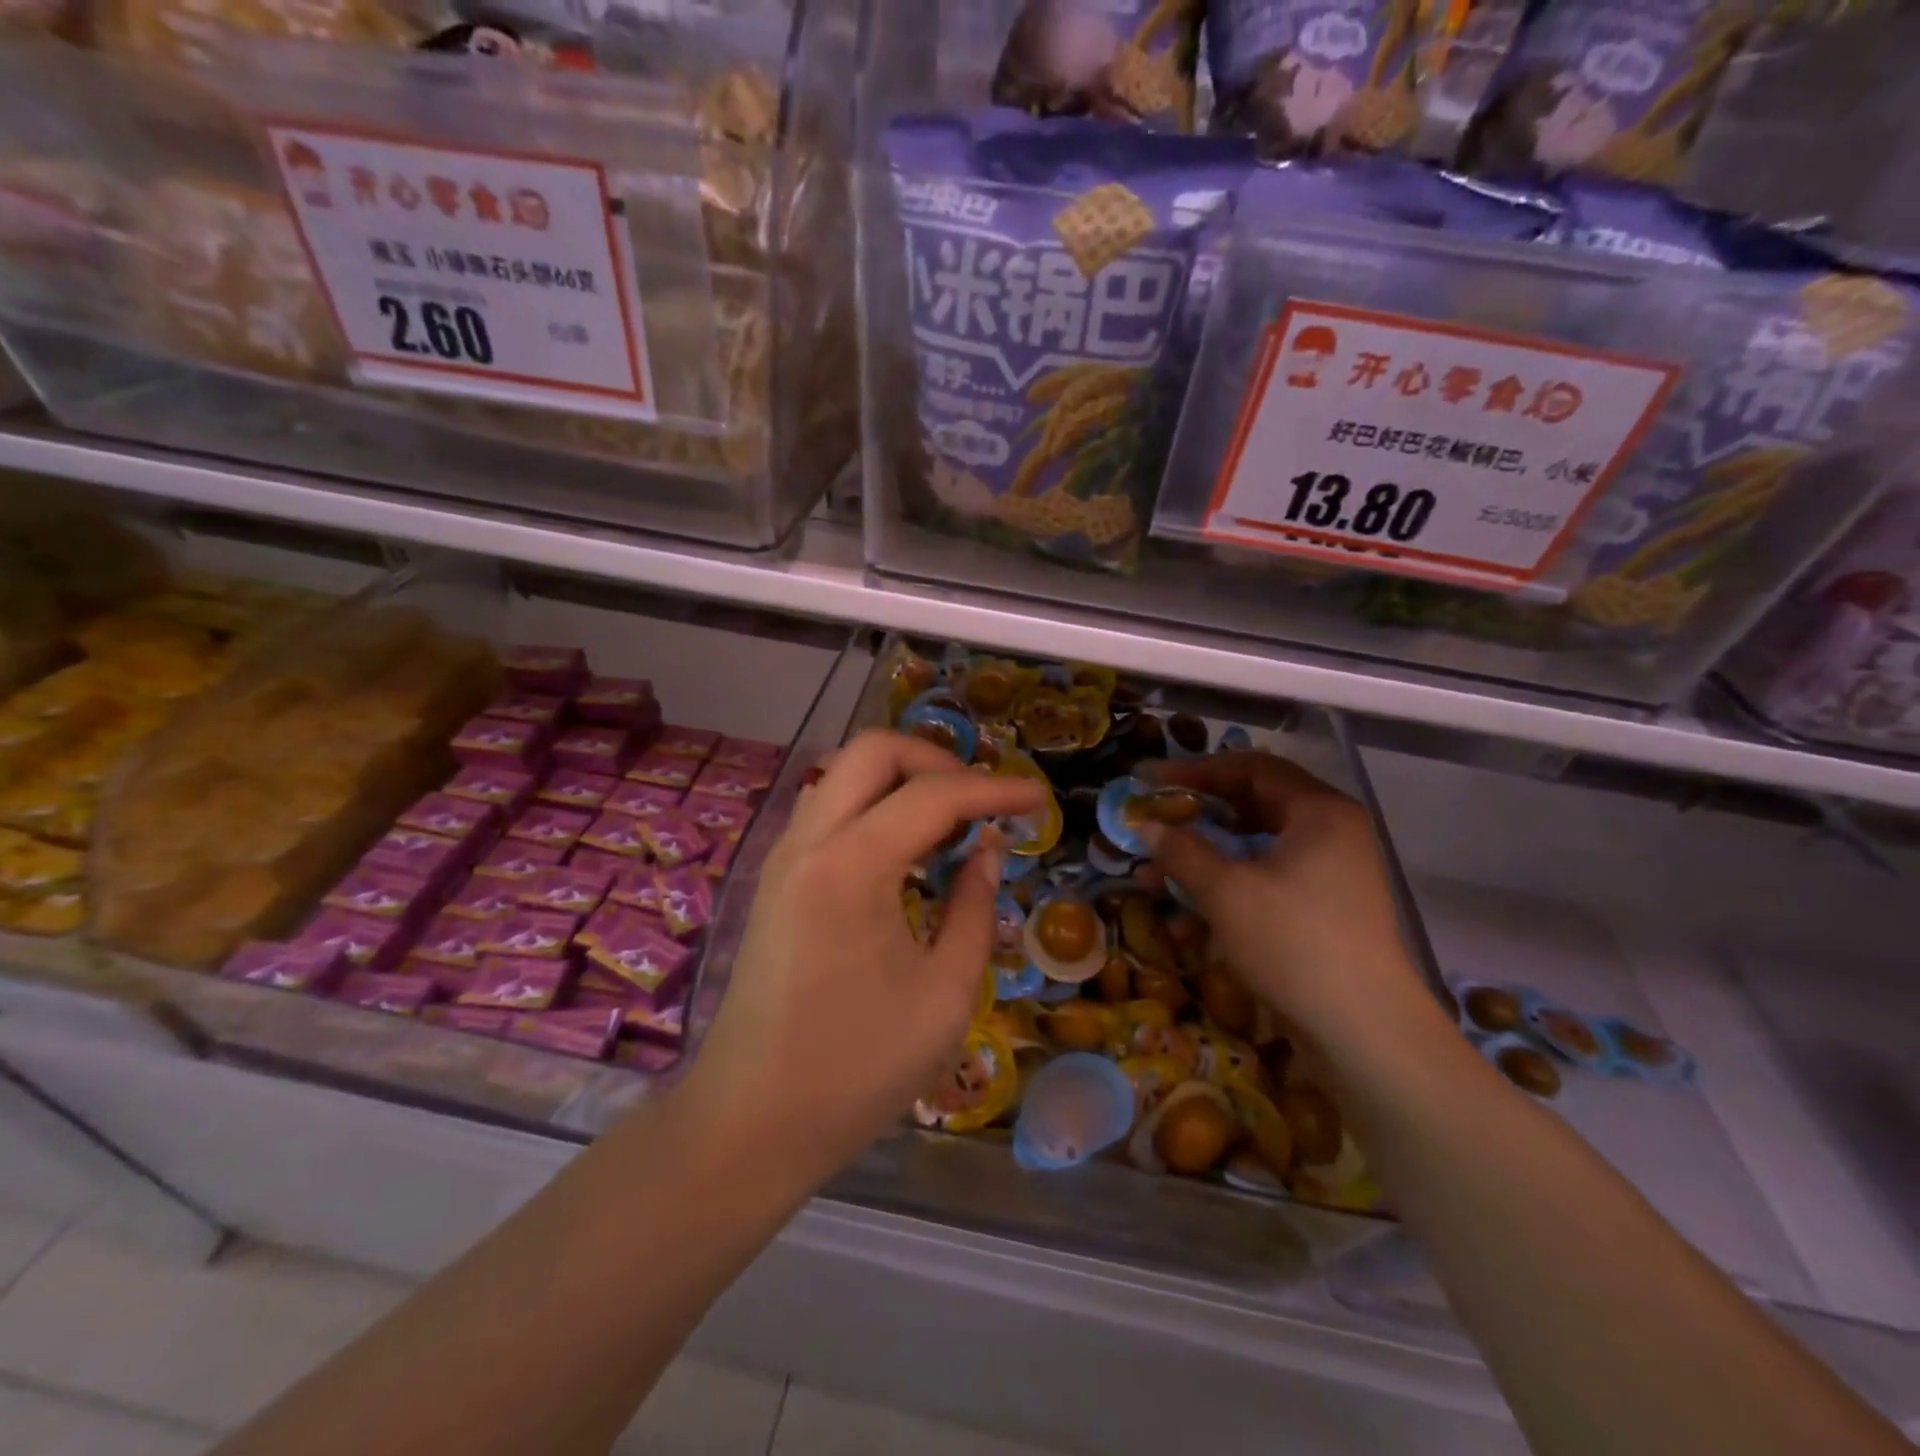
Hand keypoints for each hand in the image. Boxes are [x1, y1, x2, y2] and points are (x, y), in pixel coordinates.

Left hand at [681, 730, 1048, 1190]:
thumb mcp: (945, 994)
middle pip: (872, 749)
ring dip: (900, 778)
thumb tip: (988, 851)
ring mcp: (783, 856)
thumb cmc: (857, 1070)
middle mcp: (808, 841)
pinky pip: (828, 809)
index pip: (934, 794)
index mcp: (851, 866)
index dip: (995, 789)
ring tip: (949, 822)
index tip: (1038, 799)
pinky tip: (904, 850)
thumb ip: (976, 908)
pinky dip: (872, 805)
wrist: (750, 1122)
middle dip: (936, 758)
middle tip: (981, 800)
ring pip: (843, 774)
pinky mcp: (774, 879)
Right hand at [1137, 752, 1433, 1056]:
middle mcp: (1329, 833)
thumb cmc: (1295, 942)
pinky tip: (1187, 925)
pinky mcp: (1322, 911)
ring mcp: (1329, 874)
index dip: (1194, 770)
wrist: (1365, 1032)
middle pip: (1250, 808)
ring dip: (1202, 863)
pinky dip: (1226, 894)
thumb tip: (1145, 826)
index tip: (1148, 780)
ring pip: (1253, 851)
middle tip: (1152, 825)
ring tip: (1154, 881)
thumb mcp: (1226, 891)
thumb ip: (1182, 850)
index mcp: (1318, 811)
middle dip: (1195, 820)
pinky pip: (1265, 885)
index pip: (1249, 768)